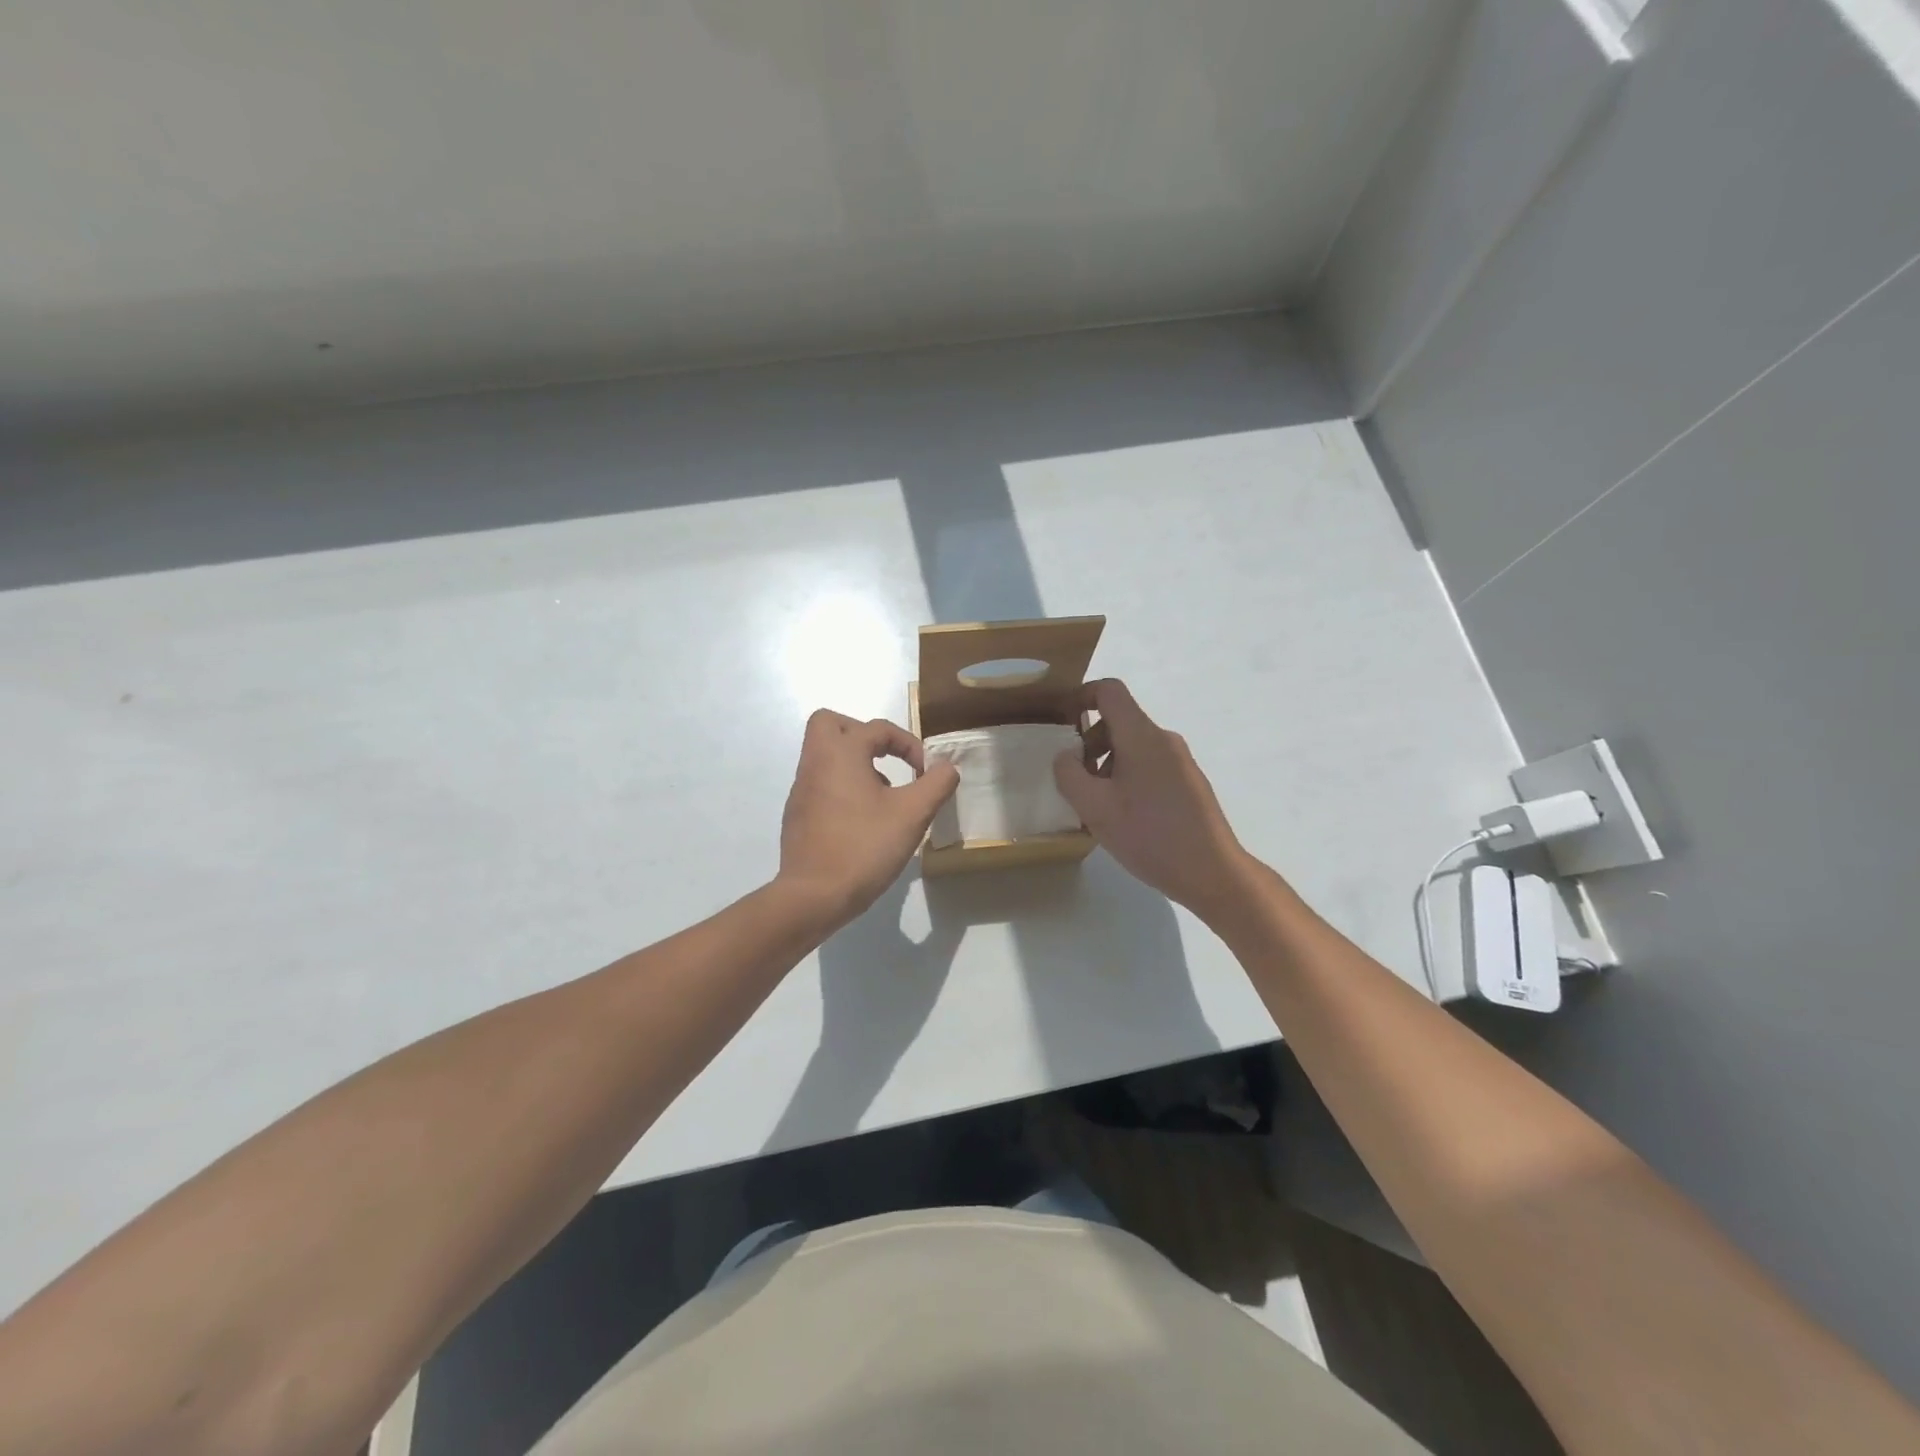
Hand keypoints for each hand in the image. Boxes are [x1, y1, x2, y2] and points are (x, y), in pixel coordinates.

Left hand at [778, 710, 959, 926]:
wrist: (814, 896)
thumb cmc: (864, 846)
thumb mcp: (913, 814)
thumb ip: (936, 784)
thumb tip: (946, 767)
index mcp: (840, 753)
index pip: (877, 728)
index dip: (908, 743)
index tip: (926, 771)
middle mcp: (815, 763)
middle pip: (830, 724)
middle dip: (862, 734)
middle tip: (886, 759)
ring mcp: (801, 790)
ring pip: (824, 756)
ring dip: (854, 763)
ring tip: (882, 796)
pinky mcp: (797, 816)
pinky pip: (819, 784)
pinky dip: (841, 788)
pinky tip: (862, 821)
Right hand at [1052, 679, 1252, 919]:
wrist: (1211, 871)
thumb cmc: (1149, 835)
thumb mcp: (1094, 807)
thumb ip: (1069, 774)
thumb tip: (1066, 756)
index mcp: (1141, 735)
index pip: (1109, 690)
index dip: (1081, 697)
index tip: (1063, 724)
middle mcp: (1164, 739)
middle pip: (1120, 721)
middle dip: (1090, 743)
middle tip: (1076, 780)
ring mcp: (1181, 761)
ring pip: (1134, 747)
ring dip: (1107, 764)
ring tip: (1098, 806)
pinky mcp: (1189, 783)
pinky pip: (1150, 765)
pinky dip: (1128, 778)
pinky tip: (1125, 817)